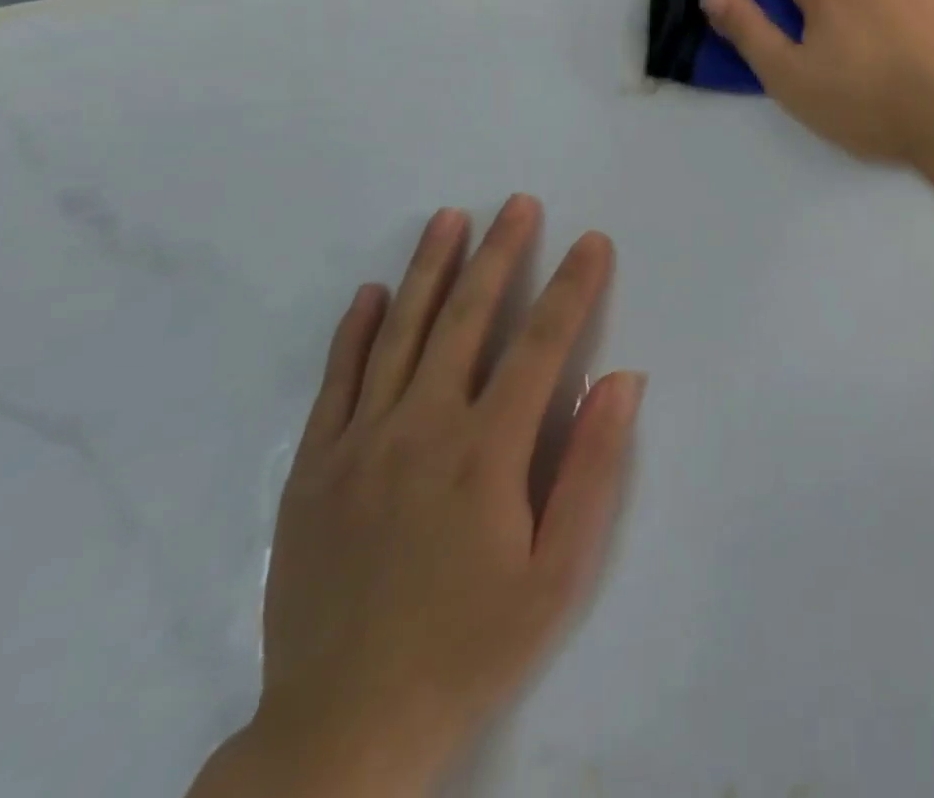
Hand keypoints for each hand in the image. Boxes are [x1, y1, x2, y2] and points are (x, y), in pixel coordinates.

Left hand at [210, 197, 644, 796]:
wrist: (341, 731)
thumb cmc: (470, 646)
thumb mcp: (557, 574)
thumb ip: (590, 469)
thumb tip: (621, 380)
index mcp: (486, 451)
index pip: (542, 344)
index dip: (572, 286)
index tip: (591, 241)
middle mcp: (422, 428)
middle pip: (467, 318)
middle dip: (499, 253)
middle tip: (519, 202)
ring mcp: (359, 443)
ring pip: (399, 333)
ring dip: (429, 269)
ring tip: (450, 217)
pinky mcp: (313, 467)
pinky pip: (337, 381)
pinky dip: (356, 330)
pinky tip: (372, 292)